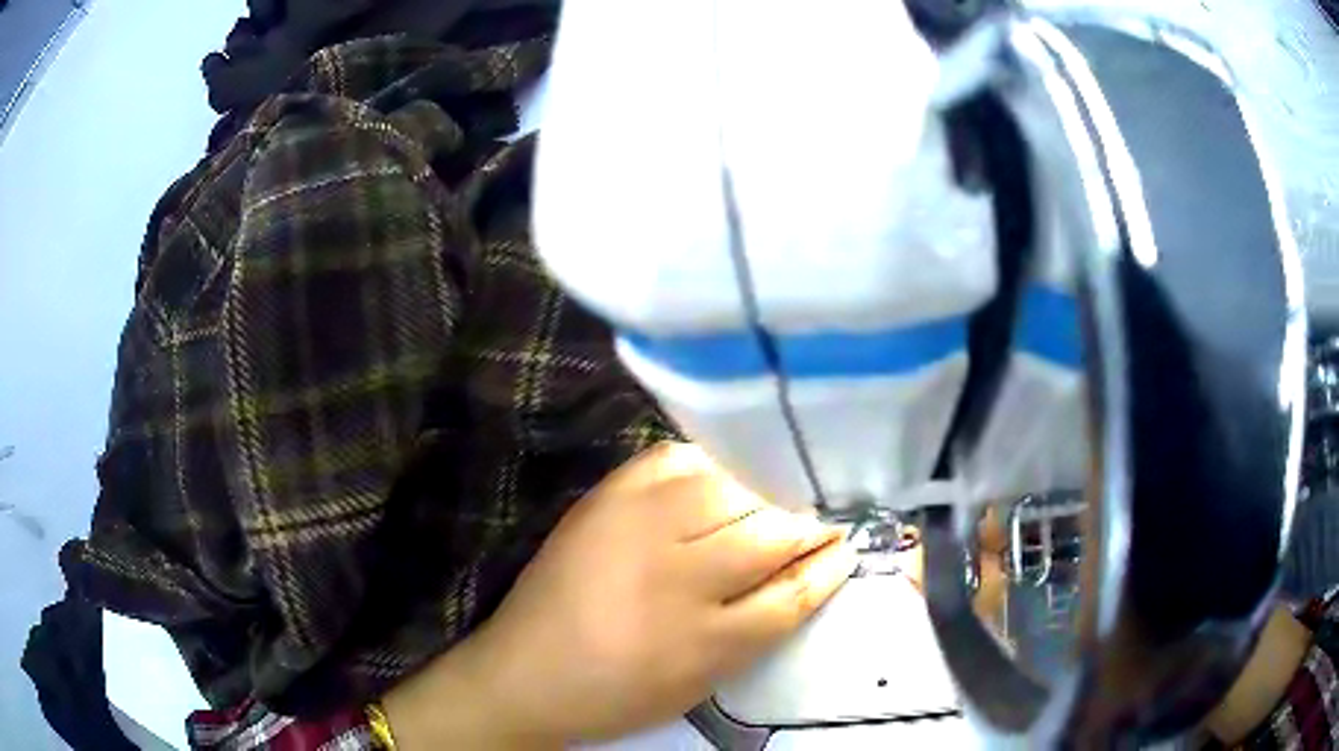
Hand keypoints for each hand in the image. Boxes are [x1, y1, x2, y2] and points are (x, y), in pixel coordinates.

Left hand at [468, 442, 857, 744]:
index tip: (849, 542)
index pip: (794, 588)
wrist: (525, 674)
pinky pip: (675, 458)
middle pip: (770, 530)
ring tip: (780, 493)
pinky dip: (708, 461)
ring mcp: (638, 528)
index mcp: (708, 639)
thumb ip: (762, 627)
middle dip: (807, 521)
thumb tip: (812, 571)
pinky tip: (724, 472)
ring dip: (766, 489)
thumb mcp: (704, 680)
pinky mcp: (605, 499)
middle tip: (821, 517)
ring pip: (732, 488)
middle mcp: (679, 577)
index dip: (829, 562)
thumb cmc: (621, 692)